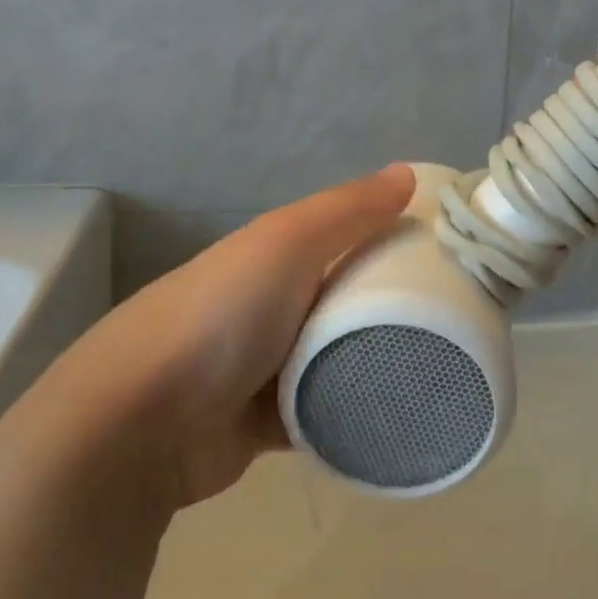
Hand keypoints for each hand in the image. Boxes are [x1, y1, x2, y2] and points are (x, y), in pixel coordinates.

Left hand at [22, 164, 415, 508]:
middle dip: (393, 303)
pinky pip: (323, 413)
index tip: (448, 251)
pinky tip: (398, 416)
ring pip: (337, 358)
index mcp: (272, 256)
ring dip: (375, 362)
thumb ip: (348, 209)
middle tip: (458, 315)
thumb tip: (407, 173)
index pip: (344, 236)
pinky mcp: (265, 425)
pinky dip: (352, 415)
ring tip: (440, 365)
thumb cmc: (221, 315)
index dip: (392, 236)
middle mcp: (270, 305)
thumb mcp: (286, 242)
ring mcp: (264, 367)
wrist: (139, 425)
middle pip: (346, 298)